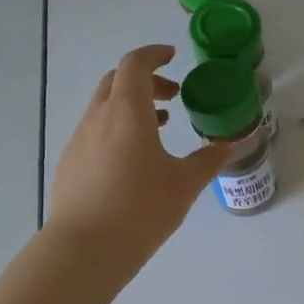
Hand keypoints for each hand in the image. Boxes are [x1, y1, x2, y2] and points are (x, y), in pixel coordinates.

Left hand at [48, 46, 230, 266]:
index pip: (135, 64)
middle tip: (172, 97)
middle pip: (117, 81)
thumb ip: (209, 160)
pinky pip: (95, 132)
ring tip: (159, 129)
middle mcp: (99, 117)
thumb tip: (233, 145)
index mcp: (128, 111)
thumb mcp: (184, 184)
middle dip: (145, 81)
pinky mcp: (70, 163)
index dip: (154, 54)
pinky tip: (133, 161)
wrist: (85, 248)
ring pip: (104, 107)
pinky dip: (116, 129)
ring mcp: (79, 140)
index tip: (173, 56)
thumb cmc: (141, 209)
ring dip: (131, 106)